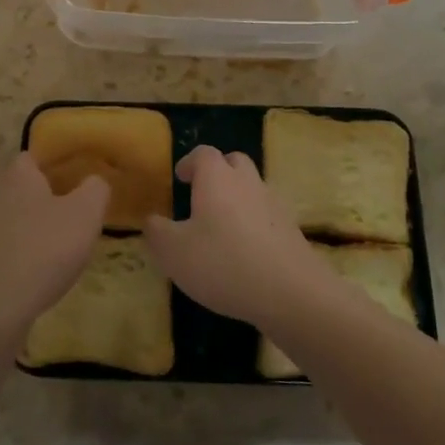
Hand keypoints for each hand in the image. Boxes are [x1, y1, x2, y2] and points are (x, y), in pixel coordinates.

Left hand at [0, 154, 109, 349]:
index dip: (59, 168)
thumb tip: (94, 181)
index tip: (78, 188)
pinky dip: (14, 251)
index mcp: (16, 172)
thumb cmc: (42, 252)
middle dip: (43, 197)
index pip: (37, 156)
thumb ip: (96, 188)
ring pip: (9, 214)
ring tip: (54, 248)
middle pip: (21, 185)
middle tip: (70, 218)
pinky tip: (31, 271)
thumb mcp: (86, 215)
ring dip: (28, 226)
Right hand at [145, 145, 333, 329]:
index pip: (203, 153)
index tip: (181, 177)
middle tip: (202, 195)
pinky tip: (246, 251)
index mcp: (217, 178)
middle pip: (234, 162)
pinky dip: (255, 223)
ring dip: (238, 198)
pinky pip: (268, 215)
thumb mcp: (174, 252)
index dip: (190, 162)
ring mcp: (274, 204)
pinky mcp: (292, 229)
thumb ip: (157, 232)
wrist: (290, 292)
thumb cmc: (223, 263)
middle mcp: (247, 182)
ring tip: (222, 226)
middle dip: (218, 172)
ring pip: (253, 188)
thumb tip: (152, 220)